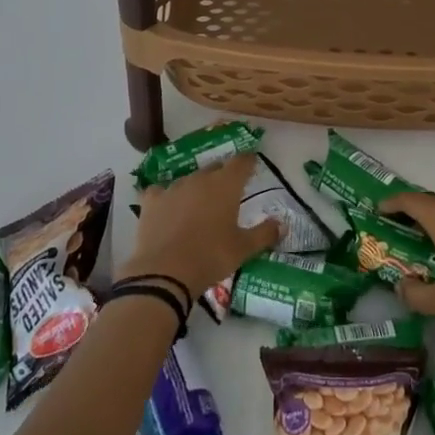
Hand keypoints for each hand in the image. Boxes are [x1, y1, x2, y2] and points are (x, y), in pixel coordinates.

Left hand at [122, 151, 278, 304]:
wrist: (165, 272)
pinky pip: (161, 191)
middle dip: (223, 175)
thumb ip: (264, 234)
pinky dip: (166, 197)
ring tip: (199, 204)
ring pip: (189, 179)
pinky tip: (167, 208)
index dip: (248, 161)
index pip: (241, 162)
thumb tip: (282, 224)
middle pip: (215, 168)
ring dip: (196, 187)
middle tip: (228, 191)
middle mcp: (200, 178)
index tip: (252, 163)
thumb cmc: (211, 257)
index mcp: (226, 185)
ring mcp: (174, 187)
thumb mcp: (243, 249)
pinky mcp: (152, 200)